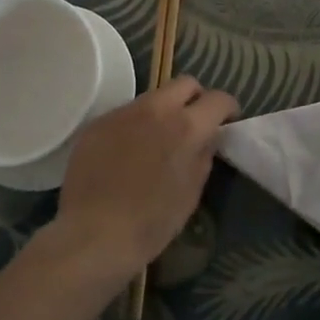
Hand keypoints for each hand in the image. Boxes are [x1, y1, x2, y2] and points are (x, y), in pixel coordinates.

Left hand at [53, 76, 238, 277]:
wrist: (91, 235)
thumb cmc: (149, 224)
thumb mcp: (190, 195)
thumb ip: (203, 157)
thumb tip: (207, 138)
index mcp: (186, 127)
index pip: (218, 99)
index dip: (228, 108)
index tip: (228, 121)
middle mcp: (156, 109)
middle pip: (185, 83)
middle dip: (196, 98)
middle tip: (194, 123)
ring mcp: (123, 112)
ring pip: (153, 97)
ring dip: (163, 111)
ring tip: (157, 141)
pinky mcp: (98, 123)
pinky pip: (125, 114)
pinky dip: (134, 126)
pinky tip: (126, 153)